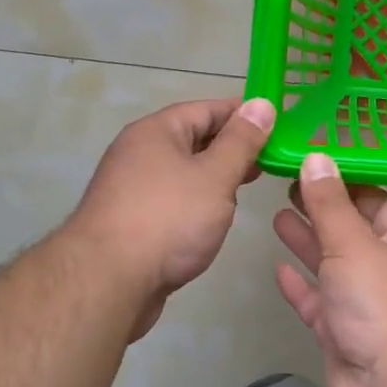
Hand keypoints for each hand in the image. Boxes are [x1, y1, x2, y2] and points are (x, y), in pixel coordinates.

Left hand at [71, 97, 273, 339]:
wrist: (108, 283)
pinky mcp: (131, 221)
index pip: (207, 109)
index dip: (243, 114)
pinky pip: (173, 198)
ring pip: (184, 171)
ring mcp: (132, 188)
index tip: (278, 123)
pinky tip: (216, 217)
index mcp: (156, 131)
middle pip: (193, 138)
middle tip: (272, 158)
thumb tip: (261, 104)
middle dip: (233, 147)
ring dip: (216, 175)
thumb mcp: (215, 175)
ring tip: (250, 186)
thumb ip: (241, 141)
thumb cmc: (168, 219)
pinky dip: (197, 201)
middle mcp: (139, 152)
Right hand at [272, 153, 386, 386]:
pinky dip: (301, 287)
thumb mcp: (353, 242)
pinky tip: (277, 268)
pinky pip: (320, 304)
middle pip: (350, 231)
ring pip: (333, 266)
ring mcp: (366, 305)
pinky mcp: (344, 336)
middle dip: (321, 210)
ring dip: (308, 243)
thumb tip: (317, 157)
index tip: (310, 163)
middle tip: (286, 185)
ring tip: (277, 215)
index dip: (343, 182)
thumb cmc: (383, 302)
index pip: (374, 200)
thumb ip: (329, 203)